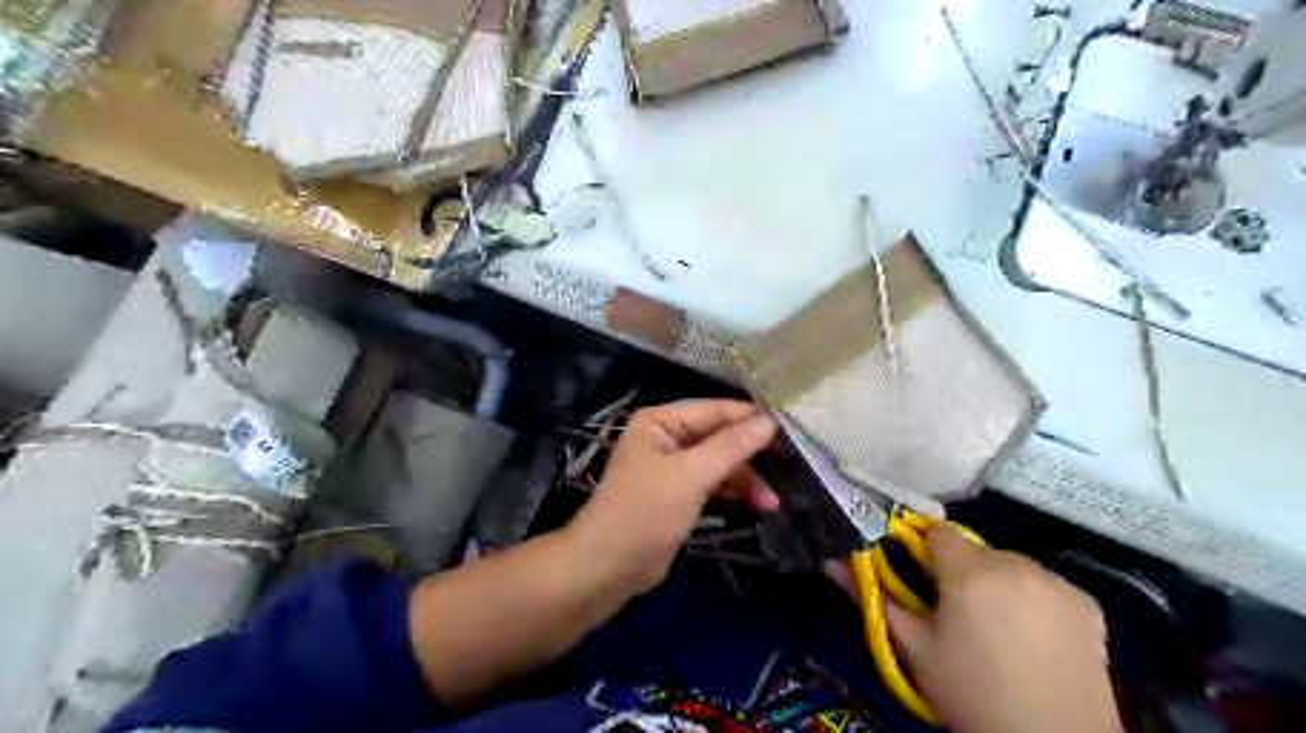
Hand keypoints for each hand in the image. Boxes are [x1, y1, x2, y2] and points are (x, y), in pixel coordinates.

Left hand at [570, 400, 773, 594]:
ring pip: (720, 462)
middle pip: (720, 436)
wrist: (609, 568)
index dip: (751, 417)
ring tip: (774, 500)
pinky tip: (760, 504)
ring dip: (747, 478)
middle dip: (752, 452)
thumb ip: (732, 446)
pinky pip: (715, 483)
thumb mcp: (691, 475)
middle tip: (792, 462)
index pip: (715, 409)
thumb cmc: (645, 512)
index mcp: (660, 421)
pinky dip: (735, 492)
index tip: (793, 425)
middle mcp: (667, 436)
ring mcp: (674, 466)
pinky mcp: (680, 493)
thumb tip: (772, 420)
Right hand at [886, 524, 1123, 732]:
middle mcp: (1016, 563)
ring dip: (997, 583)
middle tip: (957, 614)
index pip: (937, 531)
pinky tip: (1034, 637)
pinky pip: (1044, 583)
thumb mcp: (914, 649)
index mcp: (969, 572)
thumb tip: (831, 561)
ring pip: (1009, 564)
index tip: (921, 581)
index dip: (924, 552)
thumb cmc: (971, 695)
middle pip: (974, 549)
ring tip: (998, 630)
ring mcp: (1056, 581)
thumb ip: (873, 598)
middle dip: (961, 571)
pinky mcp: (1087, 602)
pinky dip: (1033, 598)